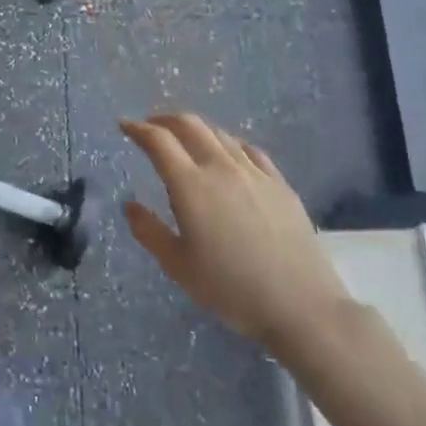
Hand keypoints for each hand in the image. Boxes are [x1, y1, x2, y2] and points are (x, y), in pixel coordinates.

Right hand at [121, 114, 352, 362]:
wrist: (301, 306)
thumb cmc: (231, 289)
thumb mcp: (178, 266)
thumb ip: (149, 231)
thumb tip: (131, 205)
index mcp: (190, 185)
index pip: (158, 141)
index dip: (137, 128)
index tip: (124, 125)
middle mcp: (221, 168)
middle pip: (189, 125)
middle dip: (164, 119)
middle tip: (150, 127)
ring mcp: (255, 173)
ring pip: (220, 134)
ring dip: (196, 130)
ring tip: (185, 141)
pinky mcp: (280, 184)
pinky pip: (249, 150)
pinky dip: (228, 144)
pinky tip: (228, 155)